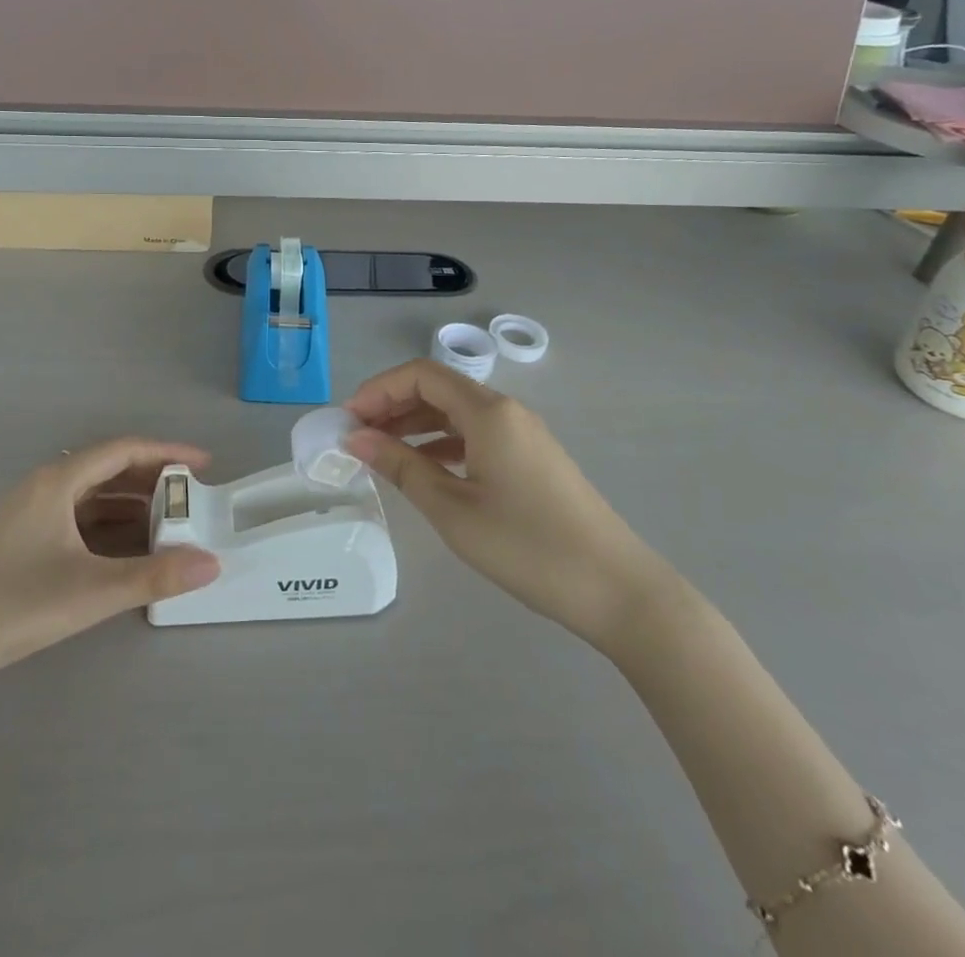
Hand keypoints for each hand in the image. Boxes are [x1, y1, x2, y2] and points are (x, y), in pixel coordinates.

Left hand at [0, 439, 220, 687]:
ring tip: (169, 522)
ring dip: (131, 504)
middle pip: (108, 469)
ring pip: (91, 496)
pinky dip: (107, 525)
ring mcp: (28, 513)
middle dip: (152, 479)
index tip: (203, 464)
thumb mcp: (91, 591)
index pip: (123, 450)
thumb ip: (155, 576)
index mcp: (57, 481)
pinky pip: (76, 518)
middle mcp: (43, 486)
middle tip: (191, 496)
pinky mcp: (20, 540)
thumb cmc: (12, 605)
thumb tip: (212, 563)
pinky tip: (126, 548)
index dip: (166, 452)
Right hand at [344, 361, 666, 653]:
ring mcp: (523, 434)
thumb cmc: (527, 546)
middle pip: (438, 388)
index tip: (347, 419)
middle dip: (392, 405)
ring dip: (415, 424)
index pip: (421, 374)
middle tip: (357, 436)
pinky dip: (442, 443)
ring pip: (456, 413)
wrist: (617, 590)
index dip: (378, 389)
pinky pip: (476, 435)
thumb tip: (356, 439)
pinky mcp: (532, 459)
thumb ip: (401, 467)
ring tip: (380, 453)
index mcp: (488, 411)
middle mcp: (507, 411)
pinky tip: (423, 469)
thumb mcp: (452, 509)